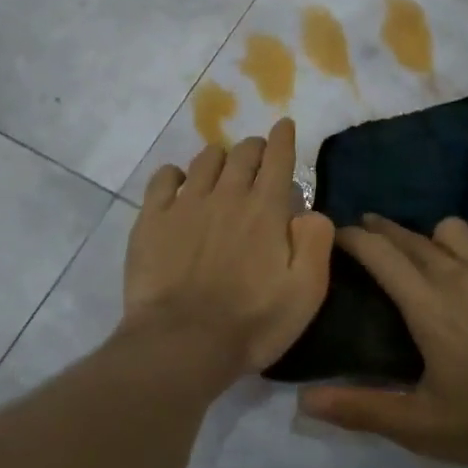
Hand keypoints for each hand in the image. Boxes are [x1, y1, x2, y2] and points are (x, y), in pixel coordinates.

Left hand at [122, 118, 334, 377]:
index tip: (284, 125)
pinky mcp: (152, 219)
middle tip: (258, 155)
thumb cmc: (252, 322)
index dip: (283, 138)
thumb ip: (316, 242)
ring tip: (222, 169)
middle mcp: (226, 195)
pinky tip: (179, 184)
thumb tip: (310, 210)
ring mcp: (185, 204)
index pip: (278, 158)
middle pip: (243, 153)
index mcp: (265, 209)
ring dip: (219, 158)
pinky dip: (176, 174)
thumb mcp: (306, 291)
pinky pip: (163, 177)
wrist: (182, 343)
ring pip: (205, 159)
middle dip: (255, 148)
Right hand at [300, 215, 467, 467]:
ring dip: (435, 239)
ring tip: (433, 257)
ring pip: (455, 230)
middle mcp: (460, 273)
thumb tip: (303, 401)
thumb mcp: (420, 425)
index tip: (341, 233)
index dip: (355, 238)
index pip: (380, 254)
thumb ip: (360, 409)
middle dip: (385, 230)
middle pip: (412, 237)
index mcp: (427, 305)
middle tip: (371, 232)